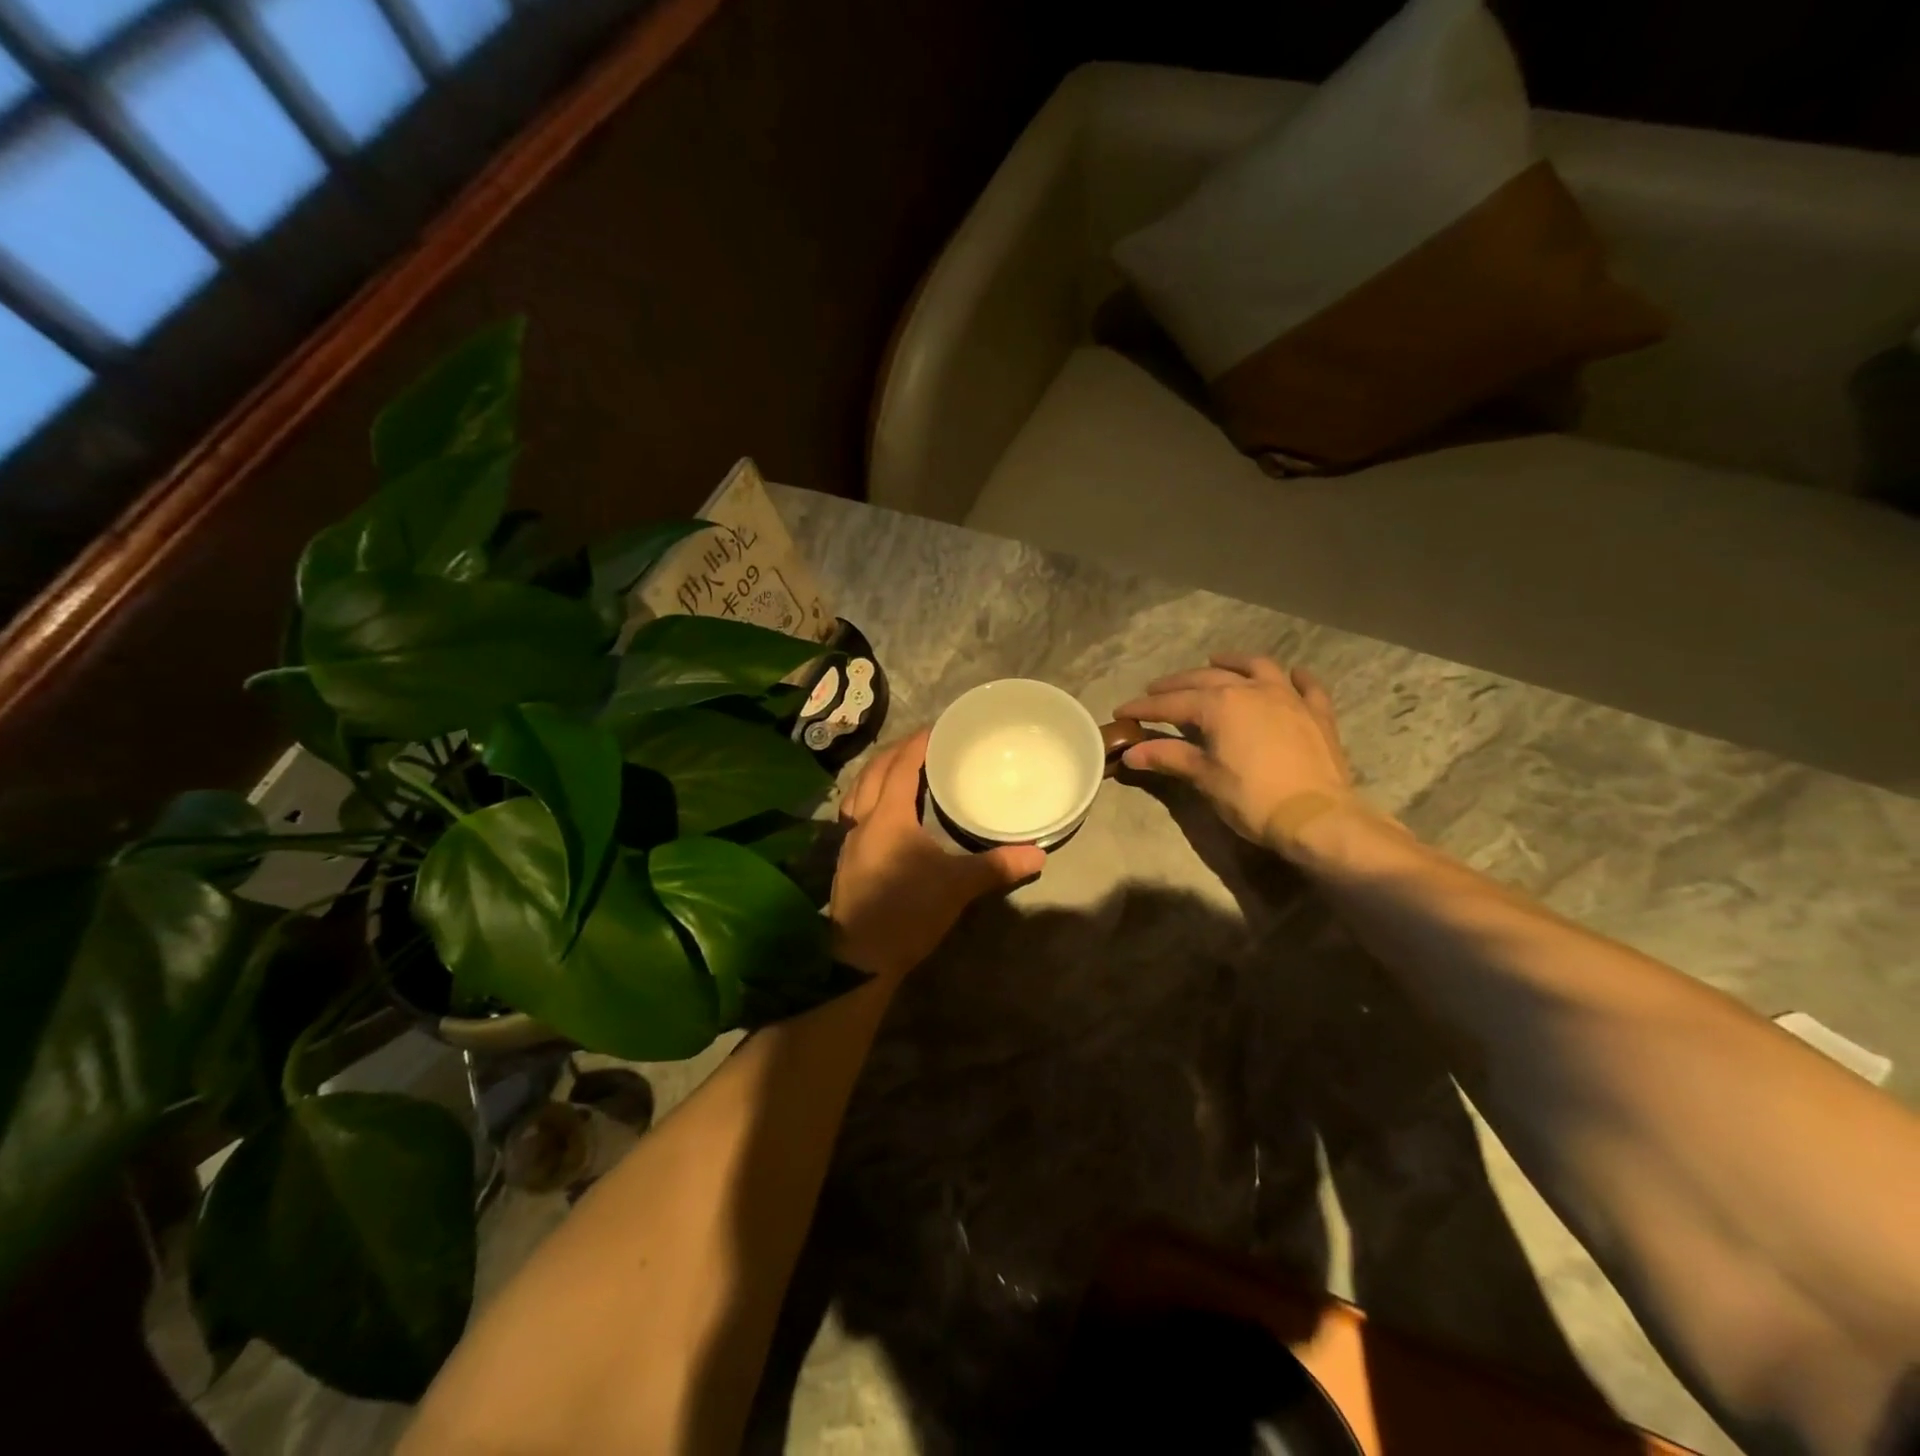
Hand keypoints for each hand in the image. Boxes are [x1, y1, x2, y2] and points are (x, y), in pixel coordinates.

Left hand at [829, 730, 1045, 981]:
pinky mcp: (846, 860)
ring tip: (899, 768)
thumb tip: (1038, 855)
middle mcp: (863, 820)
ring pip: (858, 790)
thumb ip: (997, 866)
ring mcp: (849, 840)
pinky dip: (869, 797)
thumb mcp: (957, 887)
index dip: (918, 743)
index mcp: (889, 816)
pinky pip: (854, 812)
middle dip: (897, 751)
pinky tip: (883, 811)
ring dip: (877, 772)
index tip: (937, 728)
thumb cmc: (908, 912)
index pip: (902, 765)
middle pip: (875, 771)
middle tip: (923, 743)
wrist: (861, 959)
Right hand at [1116, 654, 1370, 859]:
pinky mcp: (1317, 713)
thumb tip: (1131, 753)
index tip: (1121, 711)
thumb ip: (1169, 758)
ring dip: (1233, 662)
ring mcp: (1289, 697)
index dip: (1144, 707)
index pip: (1171, 703)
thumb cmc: (1253, 798)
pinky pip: (1306, 685)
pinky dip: (1294, 677)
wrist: (1317, 818)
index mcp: (1220, 704)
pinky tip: (1290, 675)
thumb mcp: (1205, 777)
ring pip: (1257, 667)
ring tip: (1216, 661)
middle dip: (1177, 684)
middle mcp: (1252, 689)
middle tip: (1156, 690)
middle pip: (1207, 678)